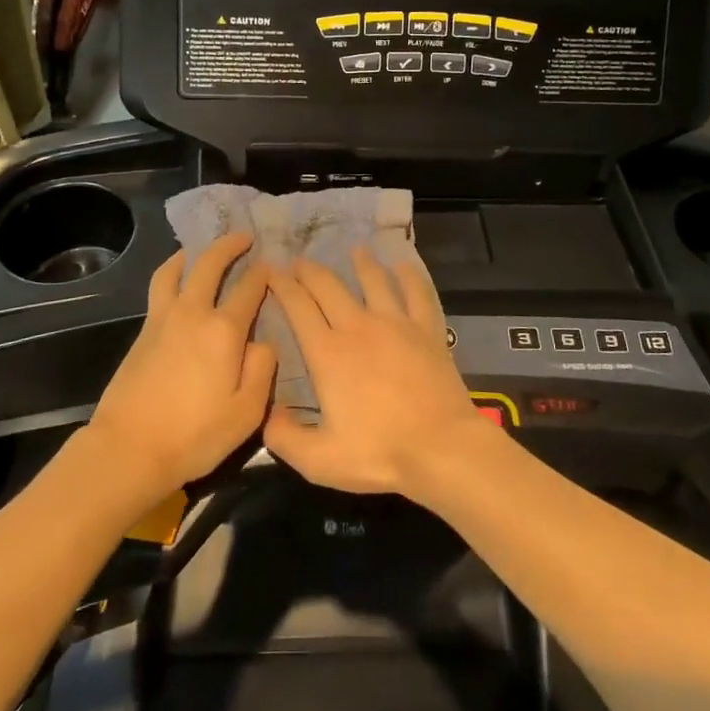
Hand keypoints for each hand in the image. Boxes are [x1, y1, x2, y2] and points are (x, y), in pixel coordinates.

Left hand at [88, 232, 275, 498]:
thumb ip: (263, 370)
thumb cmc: (195, 435)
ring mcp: (163, 319)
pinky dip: (171, 272)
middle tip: (244, 236)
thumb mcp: (247, 413)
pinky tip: (176, 280)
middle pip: (210, 264)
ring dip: (193, 253)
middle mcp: (193, 313)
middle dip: (230, 245)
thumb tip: (263, 342)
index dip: (264, 273)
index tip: (274, 266)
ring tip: (201, 249)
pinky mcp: (143, 331)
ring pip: (176, 270)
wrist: (129, 448)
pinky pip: (159, 287)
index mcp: (224, 331)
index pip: (249, 288)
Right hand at [264, 246, 494, 497]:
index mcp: (328, 353)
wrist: (441, 448)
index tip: (270, 271)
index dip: (281, 286)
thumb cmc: (379, 454)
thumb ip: (285, 438)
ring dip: (361, 263)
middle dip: (309, 270)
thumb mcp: (319, 460)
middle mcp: (358, 327)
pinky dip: (409, 276)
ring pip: (374, 281)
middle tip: (298, 261)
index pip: (298, 307)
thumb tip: (268, 413)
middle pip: (328, 286)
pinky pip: (417, 293)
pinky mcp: (427, 330)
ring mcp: (396, 324)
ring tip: (354, 250)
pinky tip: (403, 266)